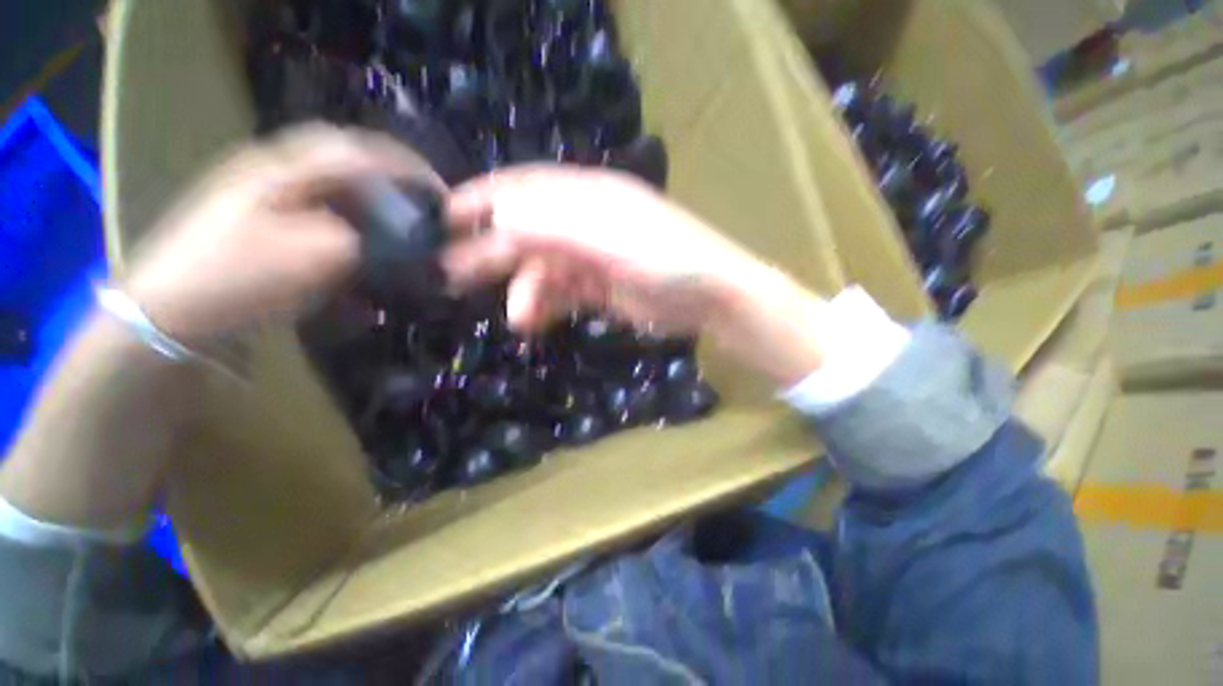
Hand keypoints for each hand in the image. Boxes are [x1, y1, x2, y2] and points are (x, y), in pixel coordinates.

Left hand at [122, 124, 437, 345]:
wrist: (168, 315)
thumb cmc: (241, 277)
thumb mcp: (316, 256)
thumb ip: (369, 239)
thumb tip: (405, 238)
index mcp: (284, 168)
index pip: (357, 149)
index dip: (405, 165)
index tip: (438, 192)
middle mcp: (273, 172)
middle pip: (344, 164)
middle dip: (388, 183)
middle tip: (419, 209)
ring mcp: (262, 198)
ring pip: (331, 190)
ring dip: (368, 208)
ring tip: (394, 232)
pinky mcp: (259, 225)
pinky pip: (314, 215)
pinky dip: (343, 230)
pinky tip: (355, 254)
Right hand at [445, 165, 761, 334]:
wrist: (710, 297)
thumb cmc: (666, 259)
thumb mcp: (610, 240)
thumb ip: (557, 227)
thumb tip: (501, 217)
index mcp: (587, 197)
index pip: (525, 189)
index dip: (484, 199)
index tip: (444, 218)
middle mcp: (584, 224)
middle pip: (526, 234)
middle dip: (491, 253)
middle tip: (451, 275)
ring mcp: (592, 259)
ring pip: (542, 272)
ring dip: (525, 294)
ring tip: (518, 320)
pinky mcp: (599, 289)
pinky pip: (561, 296)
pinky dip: (545, 308)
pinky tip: (535, 323)